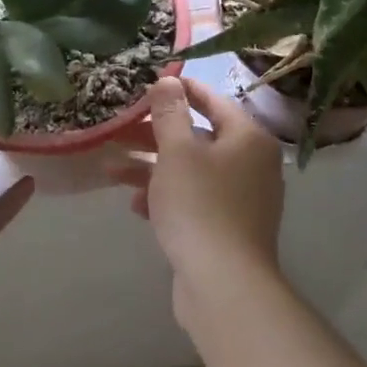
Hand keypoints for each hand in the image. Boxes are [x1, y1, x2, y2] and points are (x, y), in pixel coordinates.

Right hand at [118, 77, 285, 313]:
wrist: (224, 286)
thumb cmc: (200, 206)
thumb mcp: (177, 151)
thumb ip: (170, 112)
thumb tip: (168, 80)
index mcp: (248, 138)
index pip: (213, 100)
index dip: (181, 90)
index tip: (151, 84)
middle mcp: (253, 164)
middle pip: (199, 136)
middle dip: (156, 135)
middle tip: (122, 130)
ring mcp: (244, 199)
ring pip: (193, 171)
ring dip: (154, 168)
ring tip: (113, 171)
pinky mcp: (230, 228)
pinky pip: (196, 200)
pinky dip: (168, 197)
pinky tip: (138, 206)